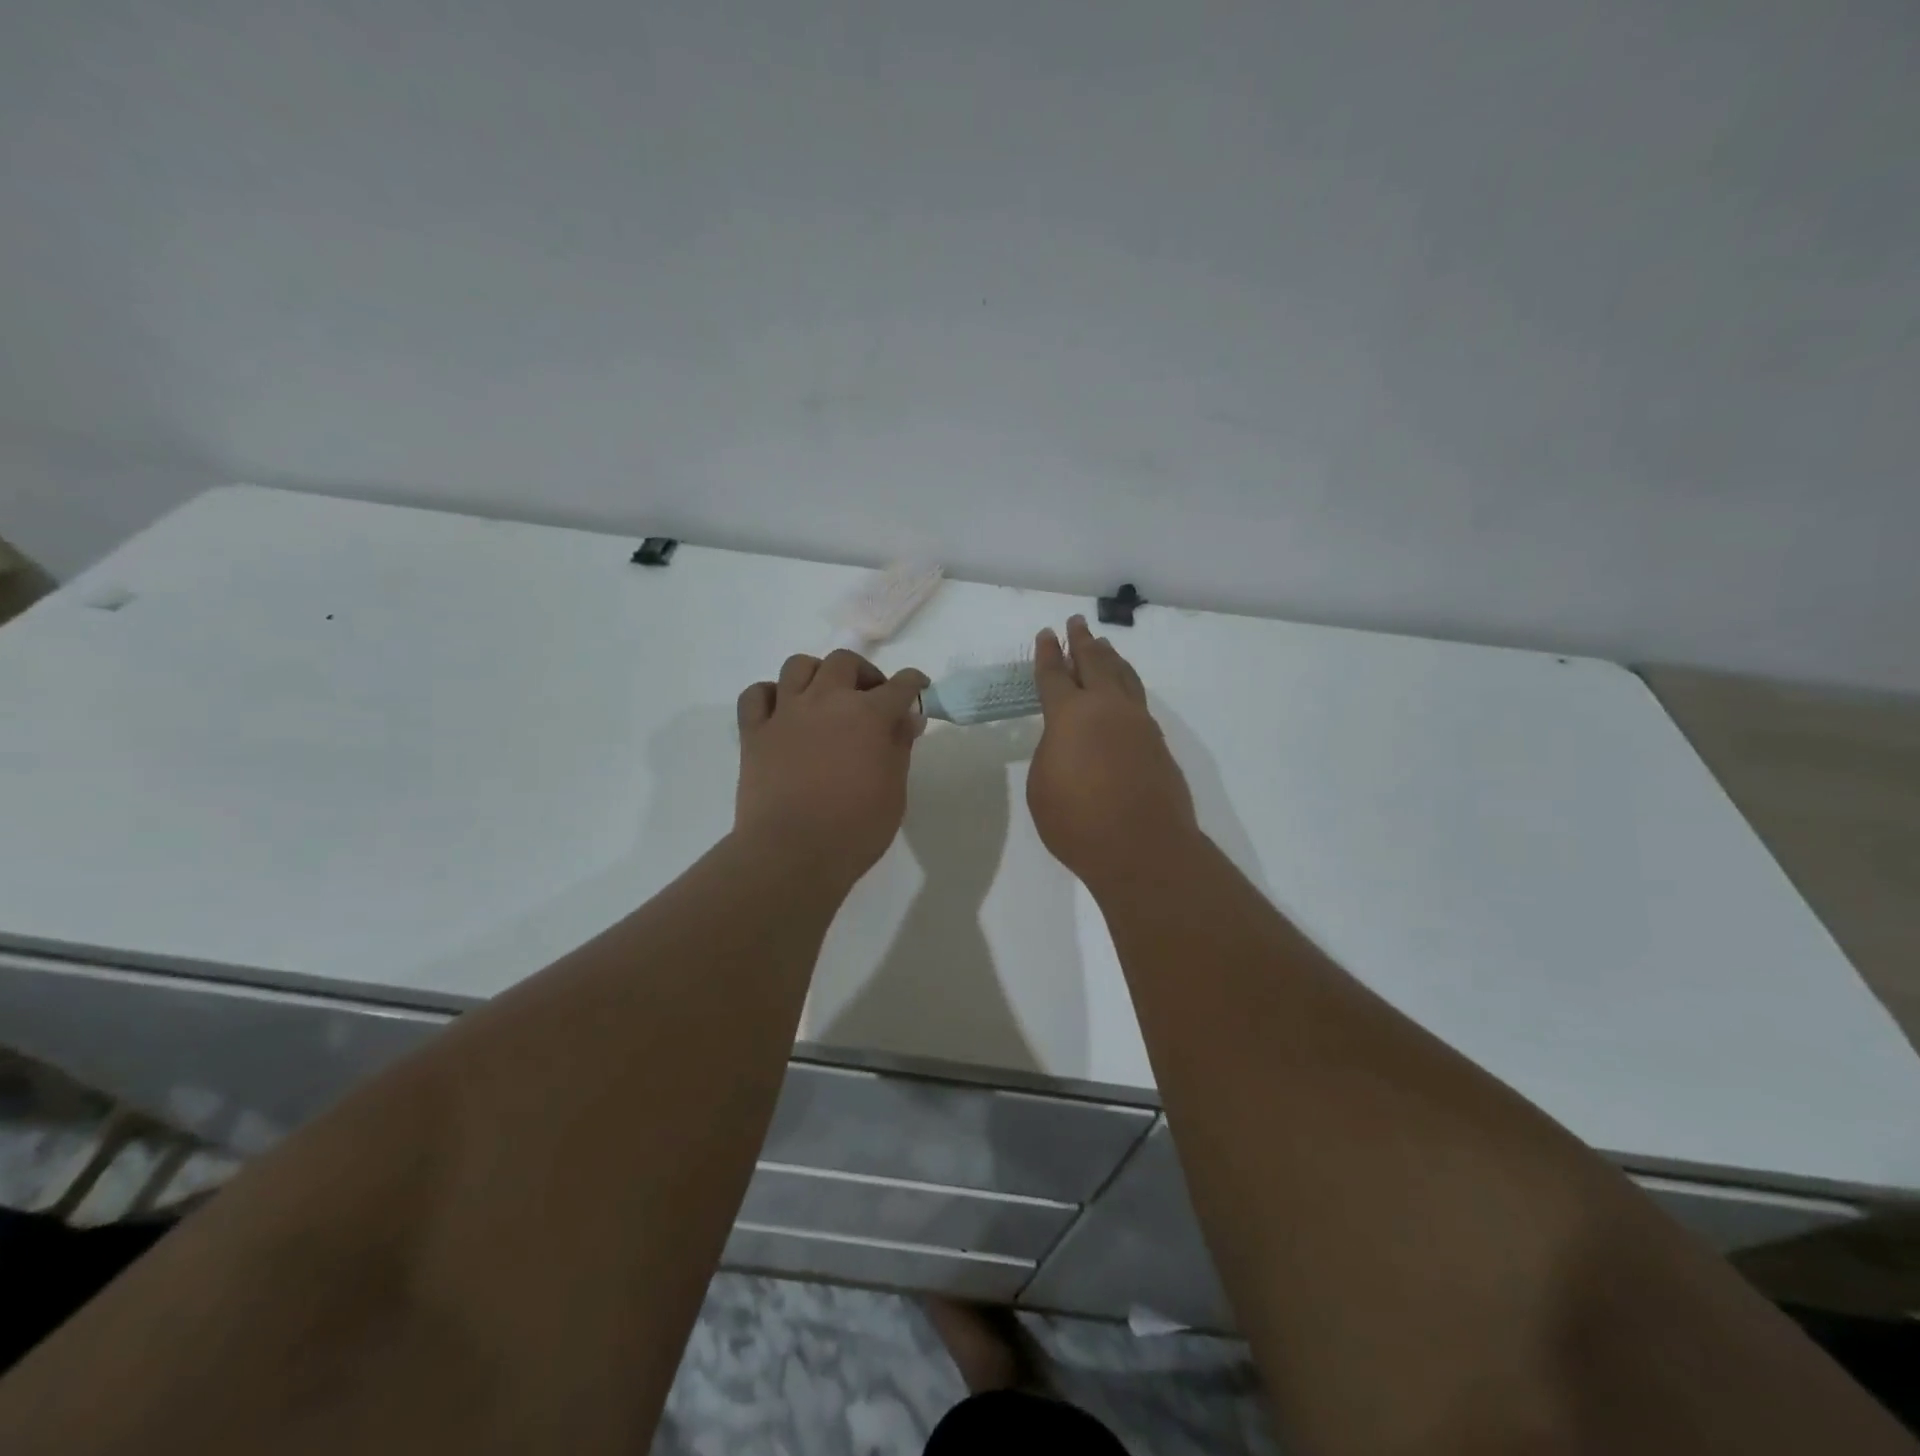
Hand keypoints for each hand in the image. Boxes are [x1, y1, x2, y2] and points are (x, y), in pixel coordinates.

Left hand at [734, 649, 929, 887]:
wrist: (792, 853)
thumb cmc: (855, 828)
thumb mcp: (894, 791)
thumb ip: (899, 747)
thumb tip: (906, 718)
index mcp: (867, 715)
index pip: (899, 685)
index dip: (913, 683)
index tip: (918, 688)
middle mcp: (826, 701)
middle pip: (844, 662)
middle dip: (863, 674)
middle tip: (870, 699)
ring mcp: (786, 713)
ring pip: (798, 666)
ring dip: (817, 675)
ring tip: (824, 699)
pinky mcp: (754, 732)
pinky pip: (756, 695)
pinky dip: (771, 696)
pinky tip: (783, 712)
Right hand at [1028, 616, 1198, 890]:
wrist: (1143, 848)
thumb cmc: (1078, 821)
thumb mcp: (1042, 785)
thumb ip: (1052, 752)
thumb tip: (1069, 741)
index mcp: (1070, 715)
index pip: (1054, 675)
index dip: (1048, 653)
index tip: (1047, 634)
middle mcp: (1107, 708)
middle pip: (1094, 663)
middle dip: (1082, 641)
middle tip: (1077, 623)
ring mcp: (1138, 723)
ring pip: (1123, 677)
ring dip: (1111, 658)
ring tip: (1104, 645)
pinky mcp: (1158, 742)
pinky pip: (1138, 701)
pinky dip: (1128, 685)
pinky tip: (1126, 690)